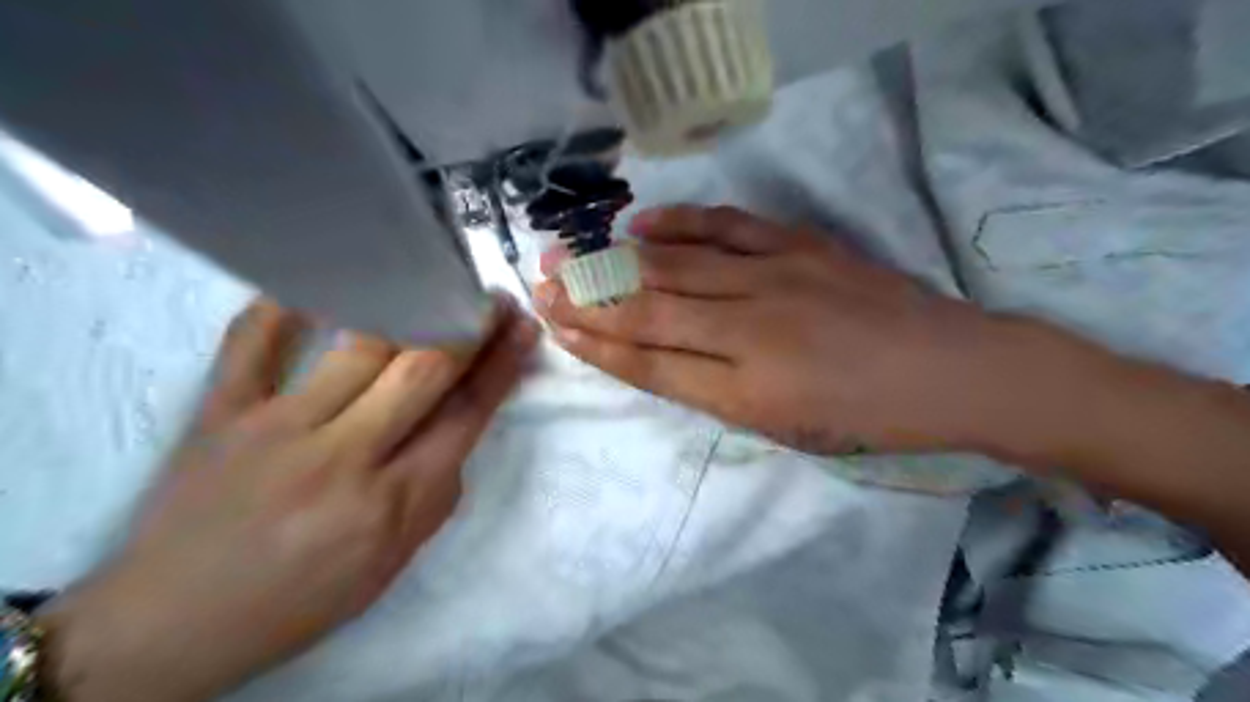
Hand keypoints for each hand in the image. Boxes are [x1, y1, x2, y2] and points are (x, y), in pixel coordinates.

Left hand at [37, 295, 536, 700]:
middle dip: (469, 329)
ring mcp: (275, 428)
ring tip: (435, 284)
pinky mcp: (217, 412)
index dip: (501, 367)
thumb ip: (437, 493)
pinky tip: (327, 279)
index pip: (465, 418)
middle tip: (493, 300)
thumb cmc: (298, 599)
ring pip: (360, 348)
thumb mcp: (392, 563)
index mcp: (391, 505)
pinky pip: (255, 339)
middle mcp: (342, 459)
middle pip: (423, 373)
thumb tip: (457, 427)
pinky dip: (290, 302)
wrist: (167, 625)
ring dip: (411, 310)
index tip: (522, 331)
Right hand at [537, 202, 1047, 455]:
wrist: (949, 369)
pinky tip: (641, 223)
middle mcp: (748, 332)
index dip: (597, 345)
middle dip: (589, 299)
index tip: (555, 327)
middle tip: (541, 283)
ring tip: (570, 253)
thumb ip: (717, 394)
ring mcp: (775, 279)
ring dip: (616, 262)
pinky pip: (726, 226)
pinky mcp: (799, 246)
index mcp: (745, 392)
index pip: (650, 365)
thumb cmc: (866, 418)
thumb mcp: (785, 429)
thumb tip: (659, 360)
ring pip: (676, 268)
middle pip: (650, 311)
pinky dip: (679, 222)